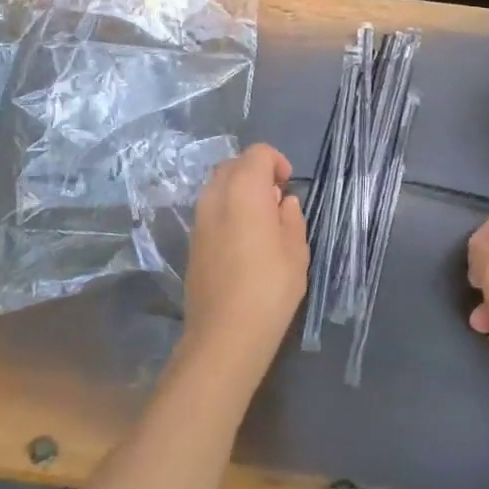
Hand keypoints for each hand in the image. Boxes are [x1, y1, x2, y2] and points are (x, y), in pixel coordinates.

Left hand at [183, 143, 309, 384]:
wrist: (224, 334)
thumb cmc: (269, 288)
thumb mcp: (296, 251)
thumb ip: (291, 218)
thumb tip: (283, 202)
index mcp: (244, 190)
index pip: (257, 153)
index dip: (277, 162)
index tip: (289, 185)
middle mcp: (215, 196)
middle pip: (233, 165)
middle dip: (256, 173)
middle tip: (277, 200)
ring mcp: (199, 219)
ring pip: (218, 187)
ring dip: (240, 192)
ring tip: (262, 222)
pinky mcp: (192, 242)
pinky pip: (211, 211)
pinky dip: (228, 212)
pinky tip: (245, 242)